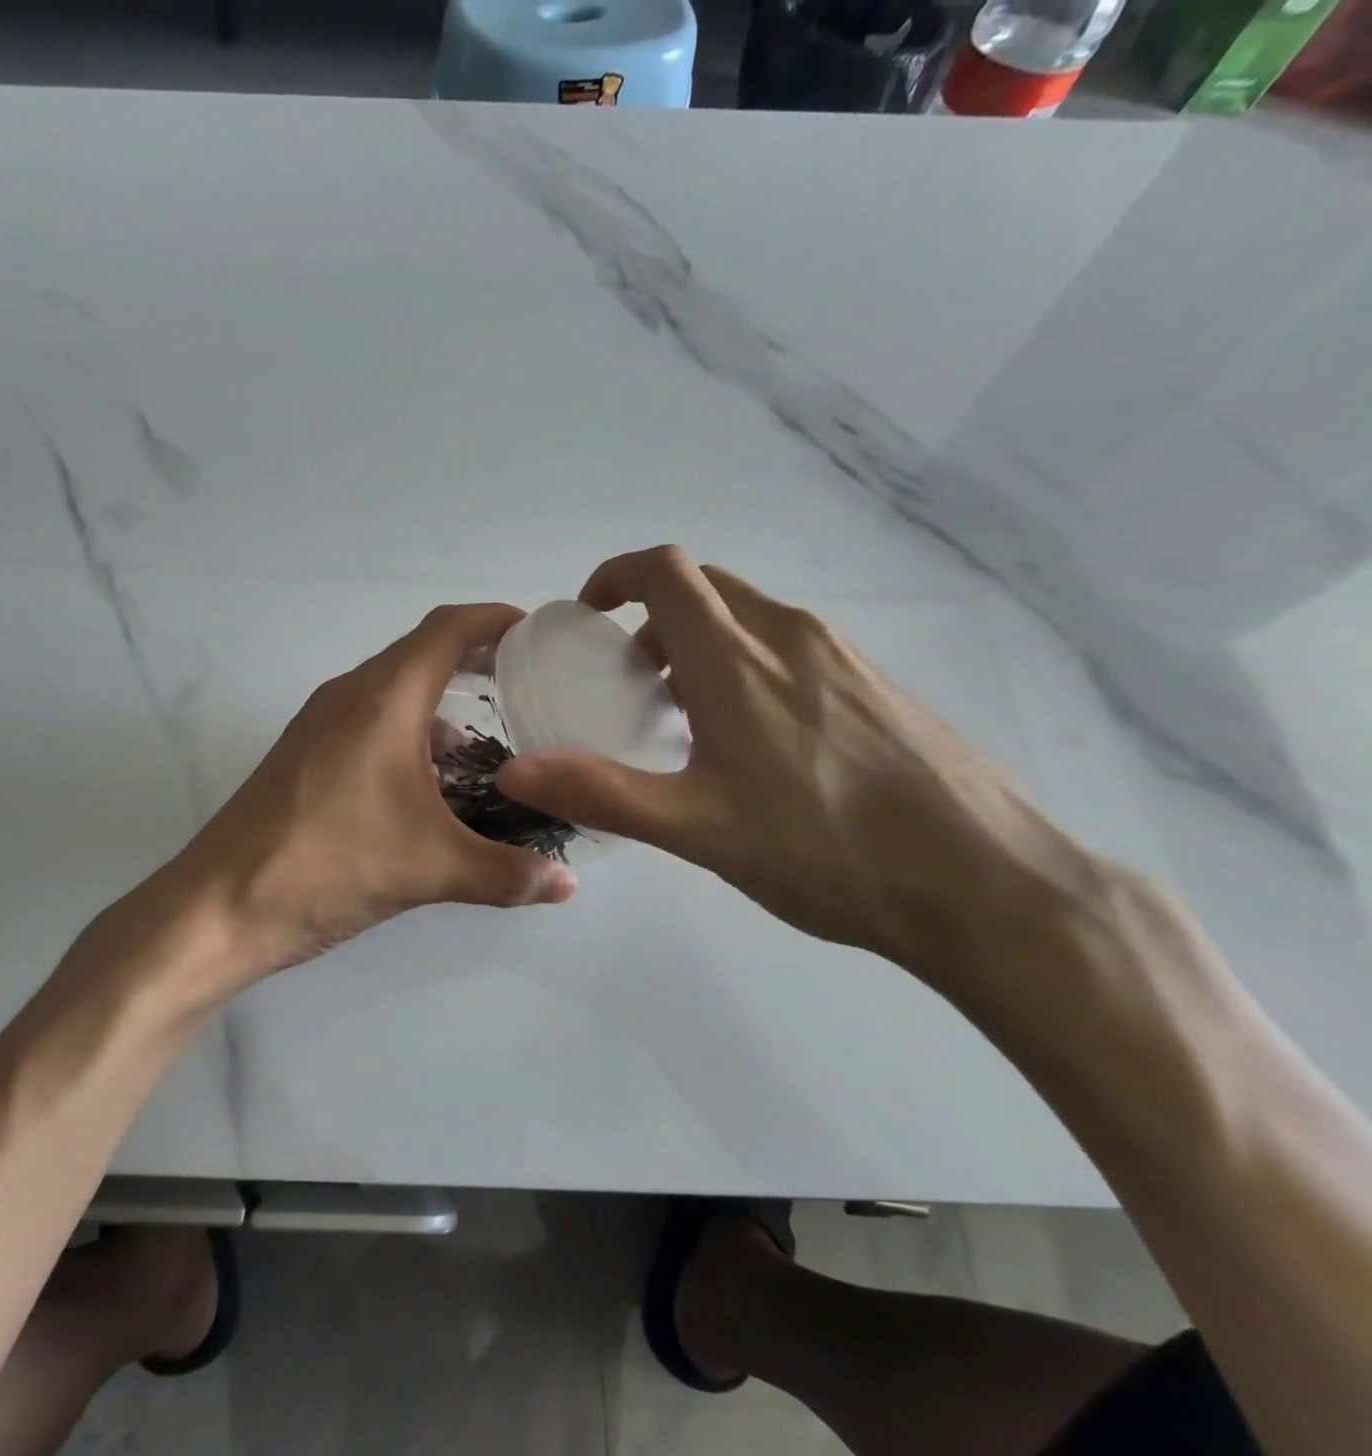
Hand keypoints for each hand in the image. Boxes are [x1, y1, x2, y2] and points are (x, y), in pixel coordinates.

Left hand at [173, 603, 577, 989]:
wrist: (219, 905)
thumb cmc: (330, 865)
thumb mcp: (430, 868)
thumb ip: (507, 873)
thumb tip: (568, 883)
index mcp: (382, 699)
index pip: (447, 629)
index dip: (495, 621)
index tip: (537, 635)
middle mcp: (348, 696)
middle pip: (420, 655)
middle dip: (475, 662)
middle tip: (525, 689)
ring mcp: (318, 724)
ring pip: (392, 692)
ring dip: (439, 705)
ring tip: (487, 745)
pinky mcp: (303, 755)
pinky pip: (368, 722)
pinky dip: (407, 734)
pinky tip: (429, 785)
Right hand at [495, 547, 1097, 978]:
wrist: (985, 883)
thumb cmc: (826, 851)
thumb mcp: (697, 829)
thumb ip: (601, 792)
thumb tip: (515, 771)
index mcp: (738, 661)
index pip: (667, 572)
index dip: (617, 575)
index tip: (590, 614)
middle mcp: (790, 637)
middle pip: (705, 587)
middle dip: (653, 616)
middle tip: (629, 677)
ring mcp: (842, 657)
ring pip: (749, 617)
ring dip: (699, 642)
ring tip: (685, 715)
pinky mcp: (875, 684)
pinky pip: (790, 646)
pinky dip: (746, 663)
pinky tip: (755, 740)